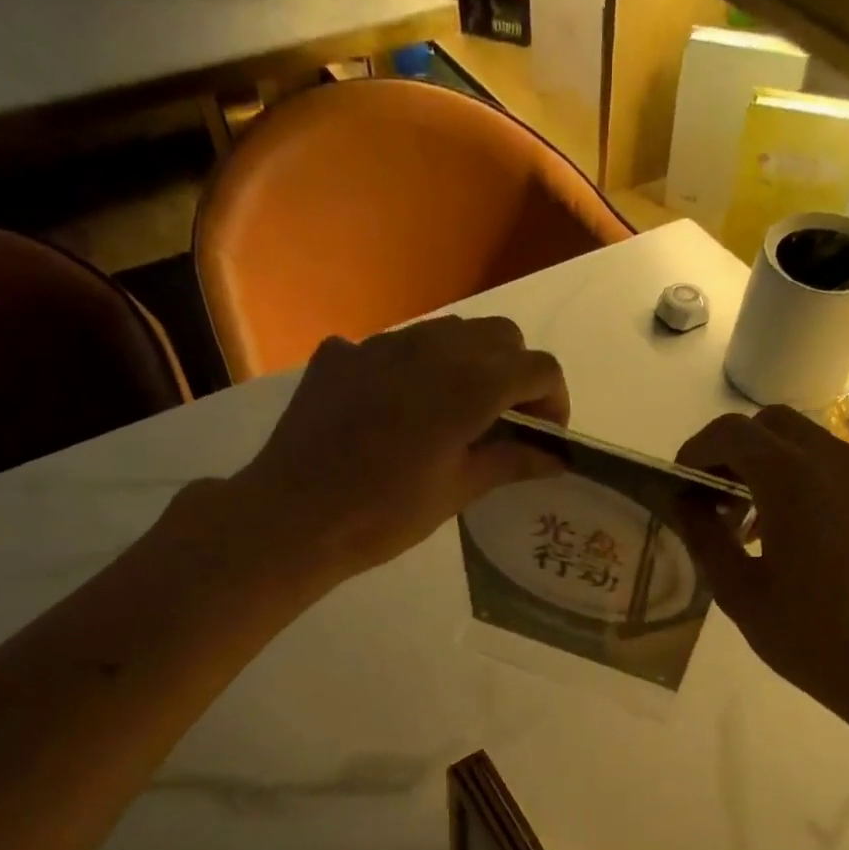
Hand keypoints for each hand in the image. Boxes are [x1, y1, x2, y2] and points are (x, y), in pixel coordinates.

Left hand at [238, 316, 569, 578]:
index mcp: (469, 386)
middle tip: (505, 422)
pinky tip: (395, 411)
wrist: (292, 517)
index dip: (554, 400)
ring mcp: (379, 344)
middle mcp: (430, 348)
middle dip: (516, 373)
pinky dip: (413, 369)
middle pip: (500, 336)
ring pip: (448, 332)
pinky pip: (394, 346)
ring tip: (454, 413)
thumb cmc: (385, 515)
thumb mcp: (457, 491)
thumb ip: (511, 462)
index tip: (544, 435)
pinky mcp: (340, 354)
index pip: (539, 367)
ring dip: (468, 363)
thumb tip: (555, 457)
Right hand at [676, 406, 848, 721]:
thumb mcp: (740, 592)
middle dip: (730, 450)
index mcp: (792, 479)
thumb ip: (704, 536)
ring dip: (762, 463)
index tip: (679, 487)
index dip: (695, 451)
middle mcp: (832, 461)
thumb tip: (683, 501)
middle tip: (709, 497)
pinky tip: (781, 531)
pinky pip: (826, 464)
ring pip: (800, 440)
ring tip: (742, 522)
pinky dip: (794, 476)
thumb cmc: (814, 637)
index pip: (731, 432)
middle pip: (768, 424)